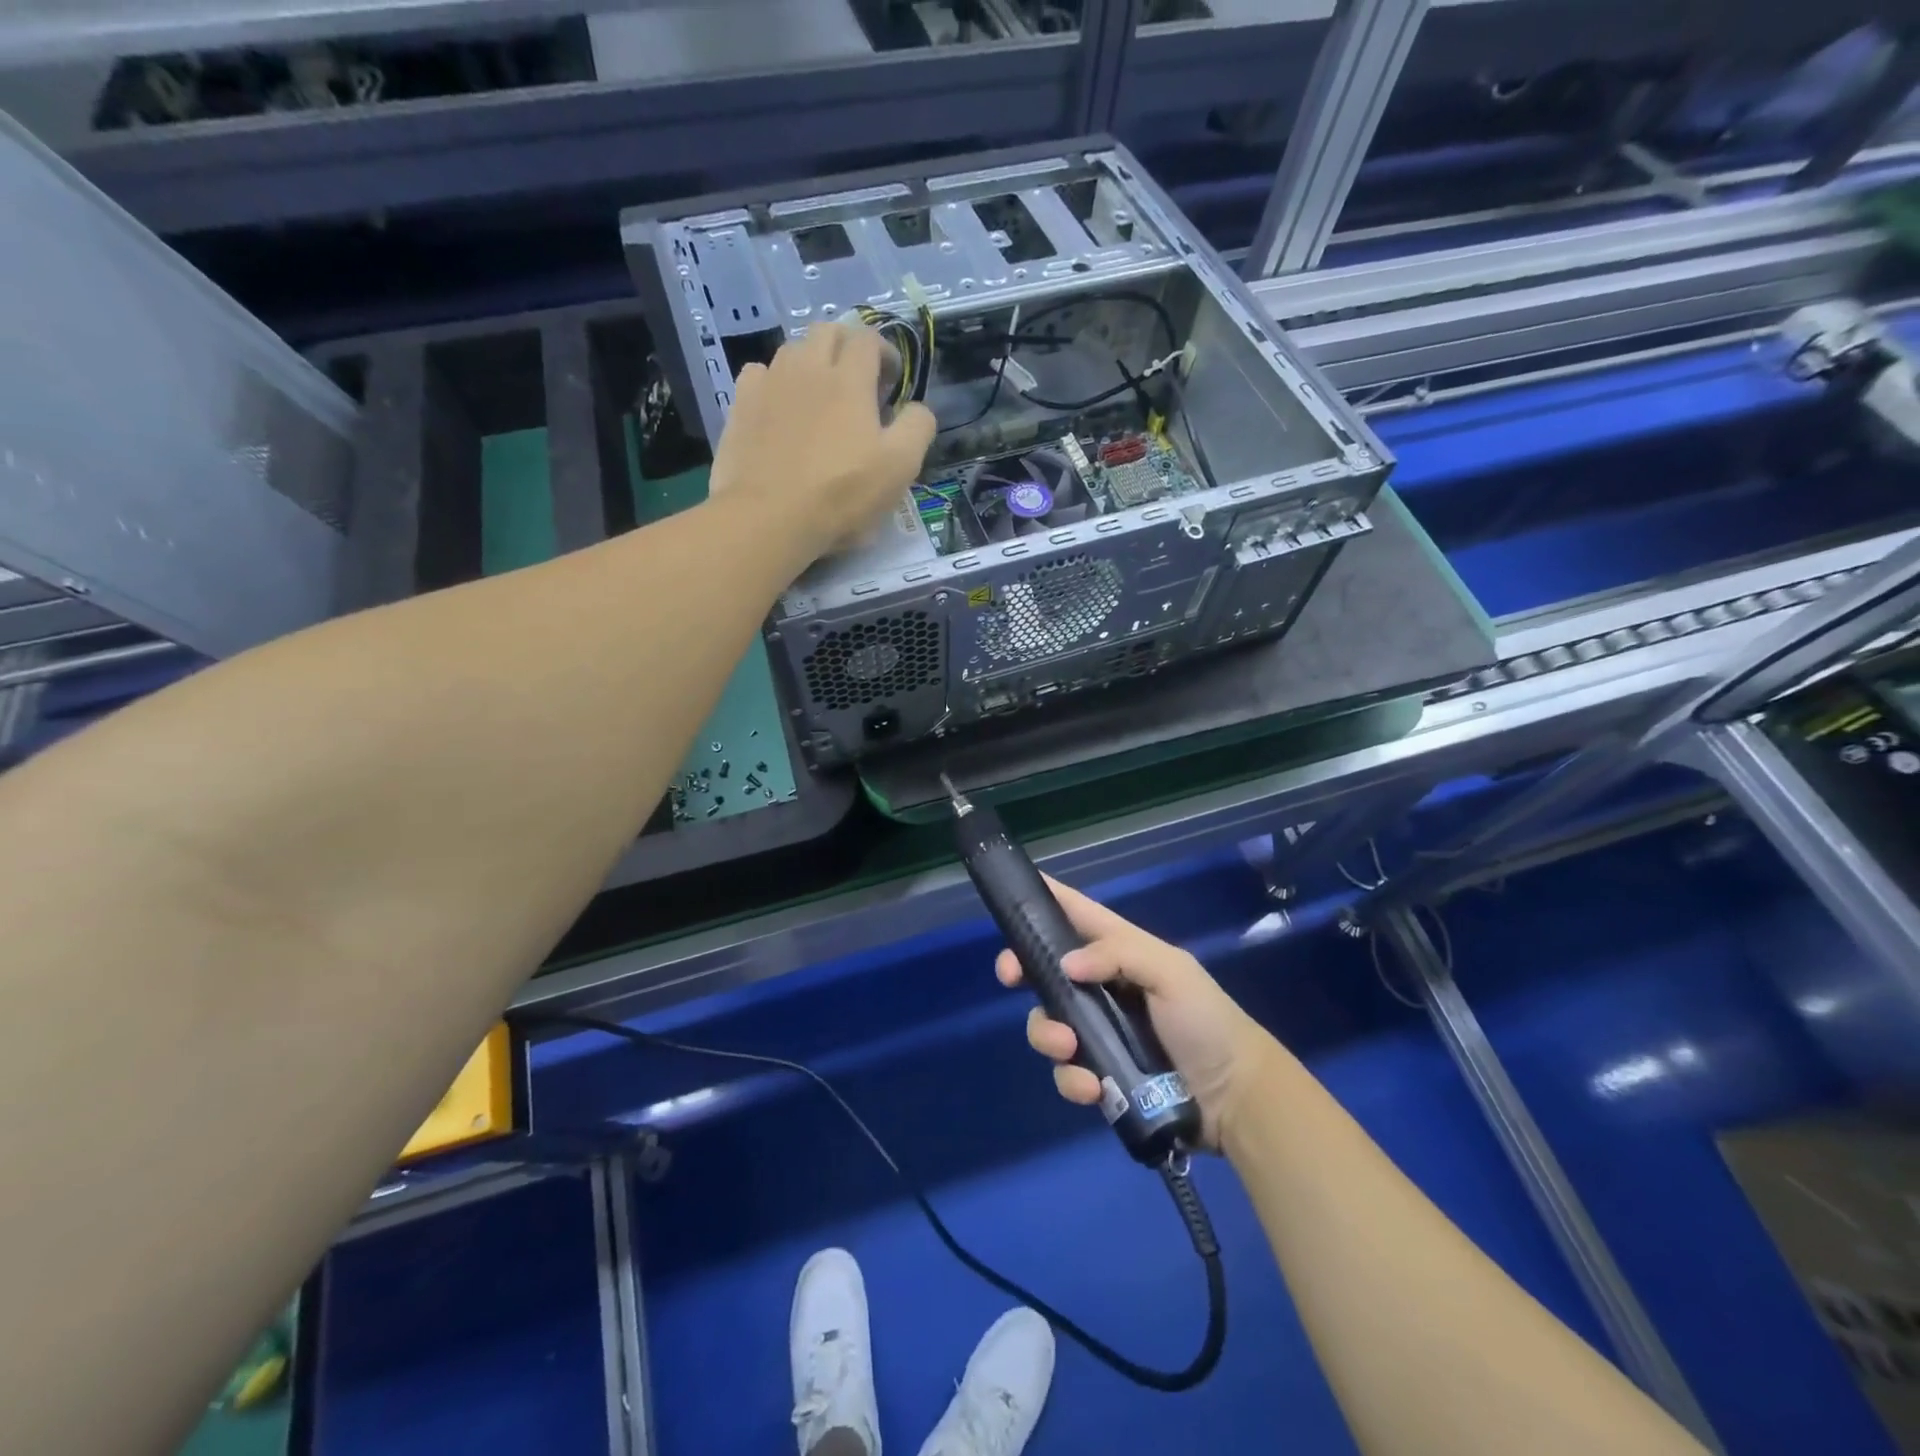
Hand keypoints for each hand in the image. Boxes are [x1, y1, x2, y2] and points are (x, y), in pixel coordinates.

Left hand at [709, 322, 935, 565]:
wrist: (769, 517)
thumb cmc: (842, 493)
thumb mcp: (900, 466)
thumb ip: (918, 427)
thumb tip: (917, 408)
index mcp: (849, 378)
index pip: (868, 339)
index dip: (885, 352)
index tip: (892, 380)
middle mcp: (807, 367)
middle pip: (828, 332)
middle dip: (848, 346)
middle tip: (858, 380)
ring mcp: (769, 383)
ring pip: (793, 350)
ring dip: (812, 362)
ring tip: (820, 395)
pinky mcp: (741, 405)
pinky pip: (759, 374)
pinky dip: (775, 382)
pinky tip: (781, 407)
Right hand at [995, 879, 1281, 1148]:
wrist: (1236, 1099)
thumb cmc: (1206, 1021)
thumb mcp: (1171, 972)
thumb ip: (1119, 955)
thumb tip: (1065, 964)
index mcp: (1119, 951)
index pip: (1077, 914)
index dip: (1045, 899)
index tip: (1011, 895)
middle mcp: (1100, 986)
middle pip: (1044, 968)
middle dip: (1020, 968)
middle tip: (1010, 976)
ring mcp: (1096, 1032)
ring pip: (1046, 1021)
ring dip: (1046, 1033)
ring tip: (1069, 1048)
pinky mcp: (1098, 1074)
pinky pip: (1066, 1071)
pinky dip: (1071, 1079)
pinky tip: (1092, 1088)